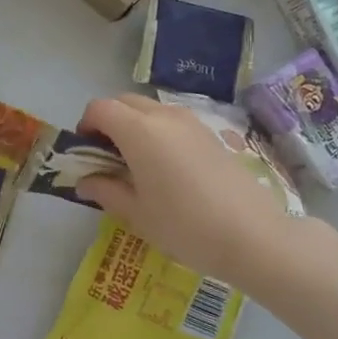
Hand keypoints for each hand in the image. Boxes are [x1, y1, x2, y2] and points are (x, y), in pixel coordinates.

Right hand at [76, 94, 314, 287]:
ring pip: (151, 109)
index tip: (85, 152)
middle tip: (107, 157)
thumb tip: (85, 181)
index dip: (86, 126)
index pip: (100, 109)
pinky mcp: (211, 135)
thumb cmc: (184, 226)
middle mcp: (164, 116)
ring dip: (134, 125)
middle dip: (109, 121)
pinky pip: (173, 122)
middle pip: (125, 102)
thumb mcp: (136, 213)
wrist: (252, 236)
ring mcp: (192, 123)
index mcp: (139, 131)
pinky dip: (159, 133)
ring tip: (136, 164)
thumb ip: (105, 190)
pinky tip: (166, 168)